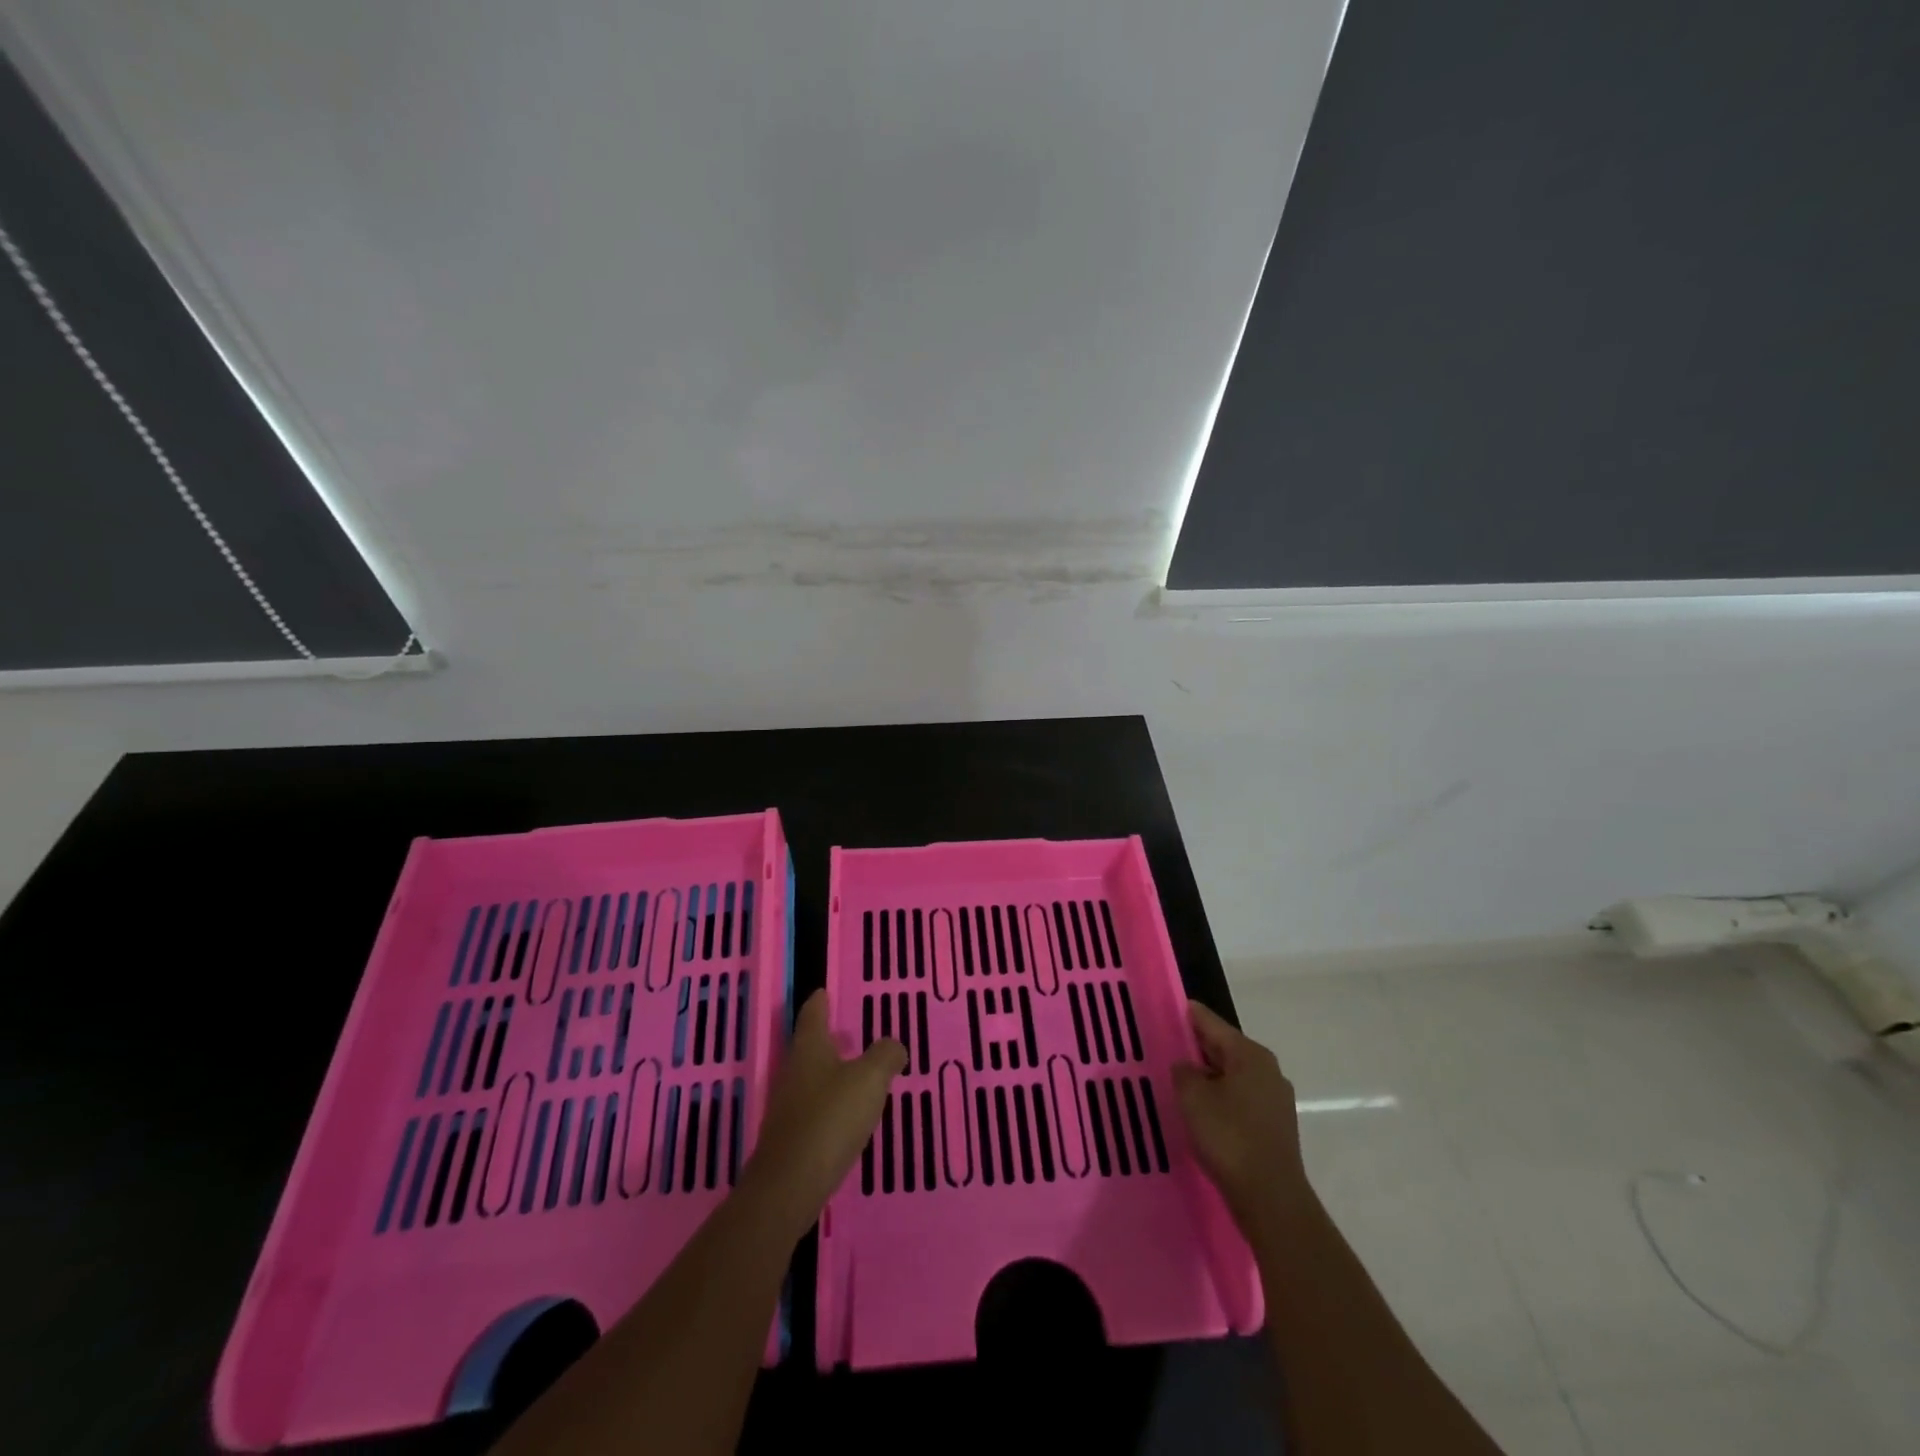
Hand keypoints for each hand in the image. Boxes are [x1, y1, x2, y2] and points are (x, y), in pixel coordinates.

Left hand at [742, 989, 903, 1237]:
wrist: (789, 1187)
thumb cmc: (830, 1119)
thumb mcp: (869, 1080)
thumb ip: (885, 1056)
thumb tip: (893, 1046)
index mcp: (809, 1048)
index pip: (812, 1013)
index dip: (819, 1001)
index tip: (823, 991)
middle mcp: (794, 1071)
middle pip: (810, 1046)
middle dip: (828, 1037)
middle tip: (850, 1031)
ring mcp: (788, 1106)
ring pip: (812, 1078)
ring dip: (831, 1072)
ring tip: (856, 1072)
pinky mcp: (791, 1138)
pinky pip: (814, 1108)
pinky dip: (830, 1103)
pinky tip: (847, 1114)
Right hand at [1172, 1001, 1312, 1244]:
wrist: (1271, 1200)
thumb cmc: (1229, 1138)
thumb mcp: (1193, 1097)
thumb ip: (1183, 1071)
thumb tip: (1186, 1065)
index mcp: (1249, 1054)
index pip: (1210, 1022)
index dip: (1185, 1015)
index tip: (1163, 1010)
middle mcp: (1267, 1069)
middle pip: (1223, 1047)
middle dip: (1195, 1048)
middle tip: (1164, 1048)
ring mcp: (1275, 1099)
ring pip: (1232, 1075)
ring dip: (1207, 1076)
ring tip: (1178, 1082)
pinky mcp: (1275, 1126)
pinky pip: (1240, 1099)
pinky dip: (1220, 1098)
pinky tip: (1202, 1112)